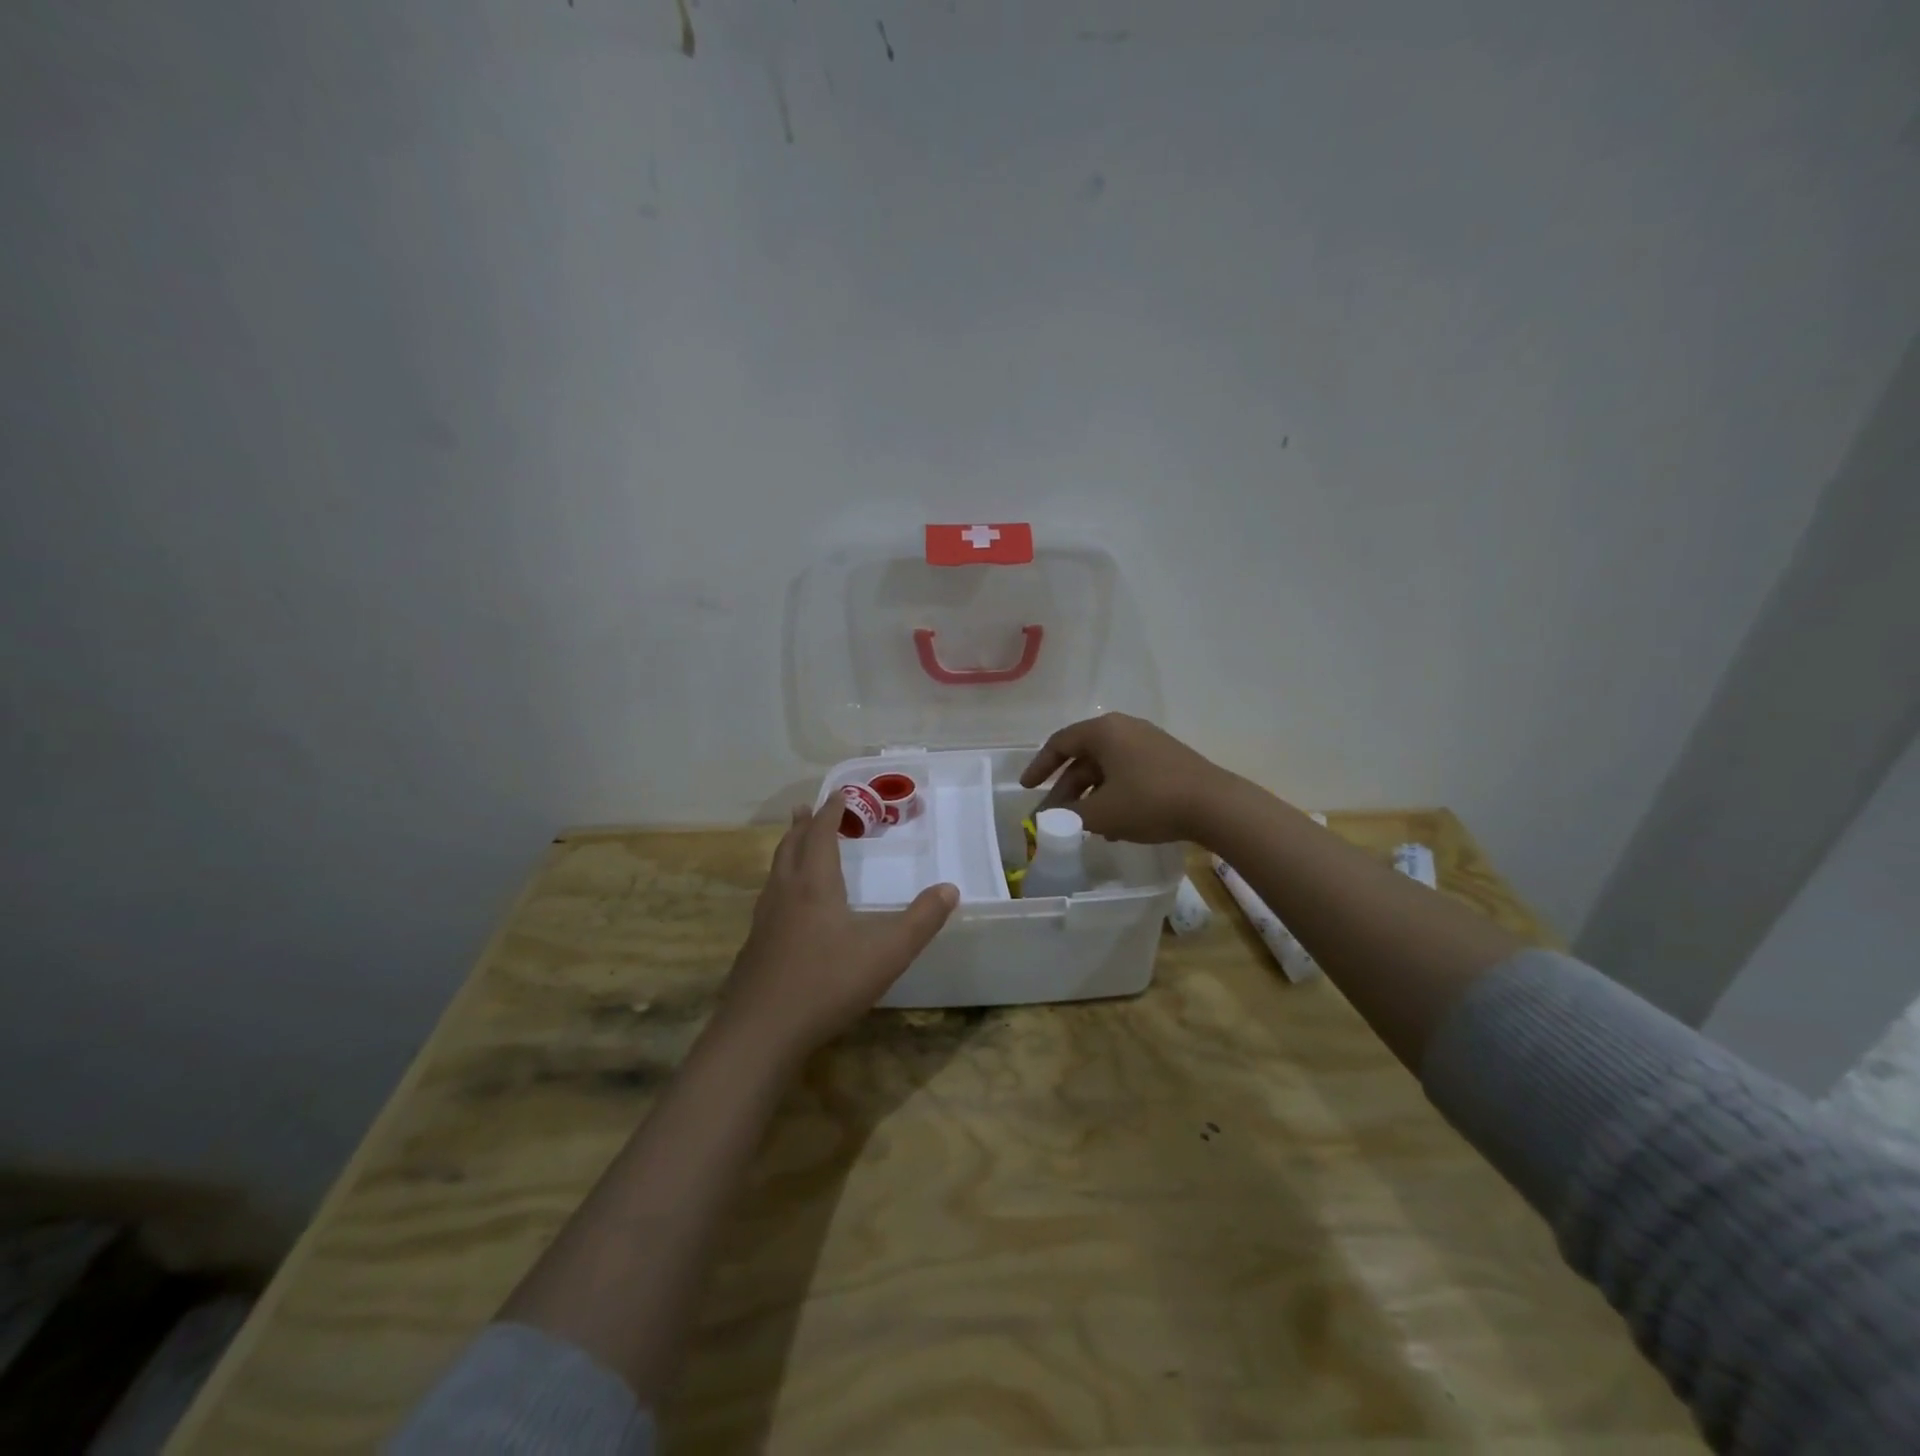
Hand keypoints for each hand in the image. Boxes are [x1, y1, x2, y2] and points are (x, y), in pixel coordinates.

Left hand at [716, 799, 957, 1062]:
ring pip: (775, 872)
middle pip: (791, 846)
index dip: (831, 812)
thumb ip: (921, 920)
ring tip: (795, 844)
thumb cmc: (827, 983)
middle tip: (809, 808)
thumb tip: (951, 889)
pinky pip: (769, 898)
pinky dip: (780, 882)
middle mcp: (785, 893)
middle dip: (803, 825)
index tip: (839, 794)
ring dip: (788, 850)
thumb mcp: (887, 952)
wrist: (761, 1032)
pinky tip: (787, 906)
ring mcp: (764, 921)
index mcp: (814, 885)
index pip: (820, 834)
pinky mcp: (754, 947)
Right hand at [1019, 713, 1233, 844]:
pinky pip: (1127, 774)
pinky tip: (1114, 826)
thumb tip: (1047, 820)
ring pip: (1106, 769)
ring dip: (1089, 796)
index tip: (1026, 788)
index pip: (1060, 743)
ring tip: (1082, 826)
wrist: (1215, 806)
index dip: (1039, 766)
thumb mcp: (1101, 813)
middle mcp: (1124, 729)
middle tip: (1052, 816)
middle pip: (1083, 757)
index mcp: (1104, 731)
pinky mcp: (1167, 760)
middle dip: (1065, 789)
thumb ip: (1068, 816)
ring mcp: (1148, 743)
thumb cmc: (1149, 801)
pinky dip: (1113, 795)